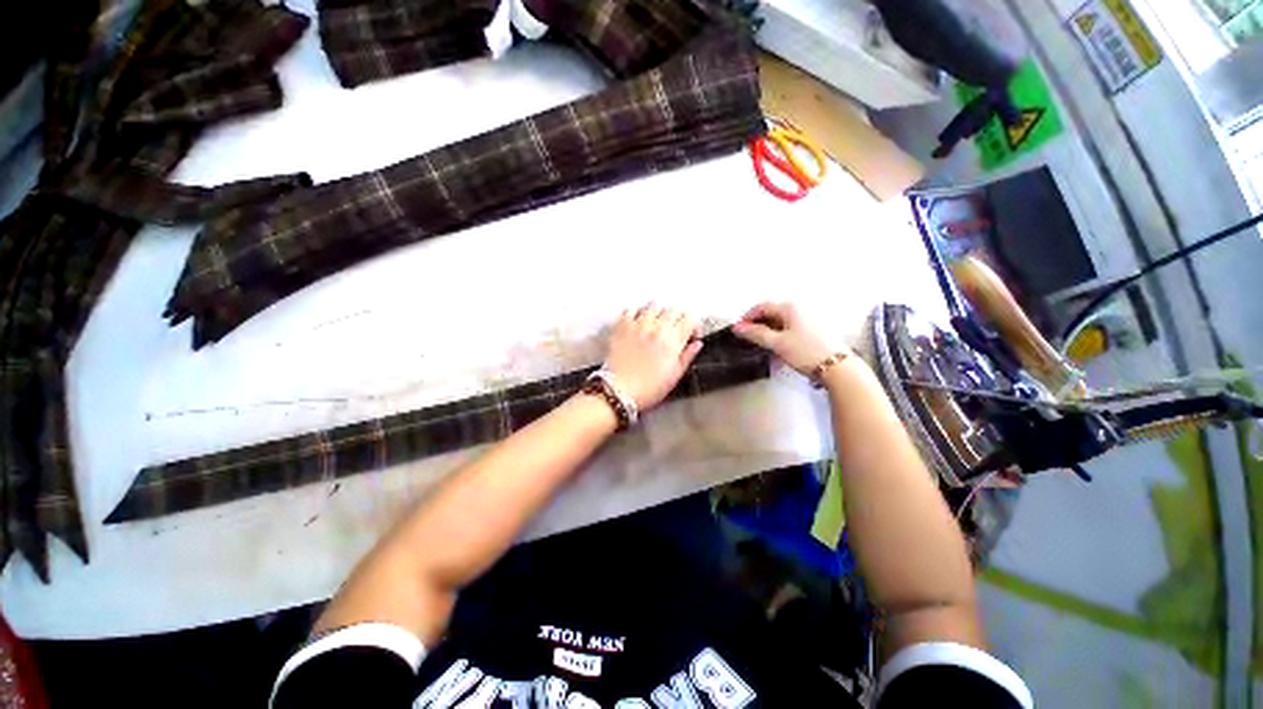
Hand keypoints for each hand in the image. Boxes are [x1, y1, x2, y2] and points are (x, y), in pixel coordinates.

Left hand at [603, 304, 703, 410]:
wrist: (619, 391)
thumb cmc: (648, 388)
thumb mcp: (674, 376)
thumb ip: (687, 356)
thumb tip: (697, 344)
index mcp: (673, 341)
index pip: (690, 320)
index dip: (693, 326)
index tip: (690, 335)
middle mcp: (657, 328)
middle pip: (673, 310)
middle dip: (677, 319)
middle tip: (674, 330)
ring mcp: (638, 325)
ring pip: (654, 306)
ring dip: (658, 313)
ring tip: (655, 324)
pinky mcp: (622, 326)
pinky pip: (631, 309)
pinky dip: (636, 313)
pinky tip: (637, 322)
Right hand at [732, 302, 832, 374]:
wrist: (838, 367)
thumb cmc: (805, 352)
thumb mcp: (777, 343)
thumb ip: (756, 334)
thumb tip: (737, 328)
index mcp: (790, 308)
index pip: (762, 307)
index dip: (748, 317)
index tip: (738, 330)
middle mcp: (800, 309)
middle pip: (772, 313)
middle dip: (758, 325)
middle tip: (747, 339)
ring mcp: (808, 319)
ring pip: (781, 322)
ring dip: (768, 332)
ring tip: (761, 346)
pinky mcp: (814, 330)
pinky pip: (790, 329)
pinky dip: (780, 336)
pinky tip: (777, 349)